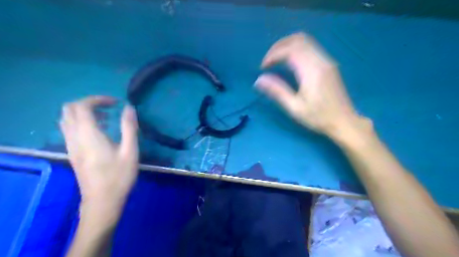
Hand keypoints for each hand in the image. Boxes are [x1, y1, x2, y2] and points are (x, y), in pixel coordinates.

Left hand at [60, 97, 139, 215]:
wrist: (102, 201)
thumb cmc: (119, 176)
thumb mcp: (130, 151)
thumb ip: (129, 128)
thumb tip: (129, 108)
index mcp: (89, 135)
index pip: (82, 106)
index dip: (97, 99)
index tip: (115, 102)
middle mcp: (74, 137)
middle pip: (69, 109)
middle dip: (88, 103)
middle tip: (108, 107)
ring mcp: (70, 146)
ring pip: (66, 119)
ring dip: (84, 112)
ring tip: (106, 118)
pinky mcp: (72, 153)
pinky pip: (69, 129)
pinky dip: (81, 122)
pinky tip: (99, 131)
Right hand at [254, 33, 367, 139]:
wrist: (344, 122)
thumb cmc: (318, 117)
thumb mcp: (294, 108)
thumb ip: (277, 91)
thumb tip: (259, 80)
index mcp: (312, 71)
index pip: (290, 50)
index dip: (273, 55)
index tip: (263, 68)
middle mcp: (321, 60)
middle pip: (298, 39)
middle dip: (279, 46)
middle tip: (268, 61)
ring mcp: (327, 61)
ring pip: (306, 41)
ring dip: (287, 46)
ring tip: (276, 60)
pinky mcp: (329, 64)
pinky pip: (311, 48)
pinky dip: (296, 50)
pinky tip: (289, 63)